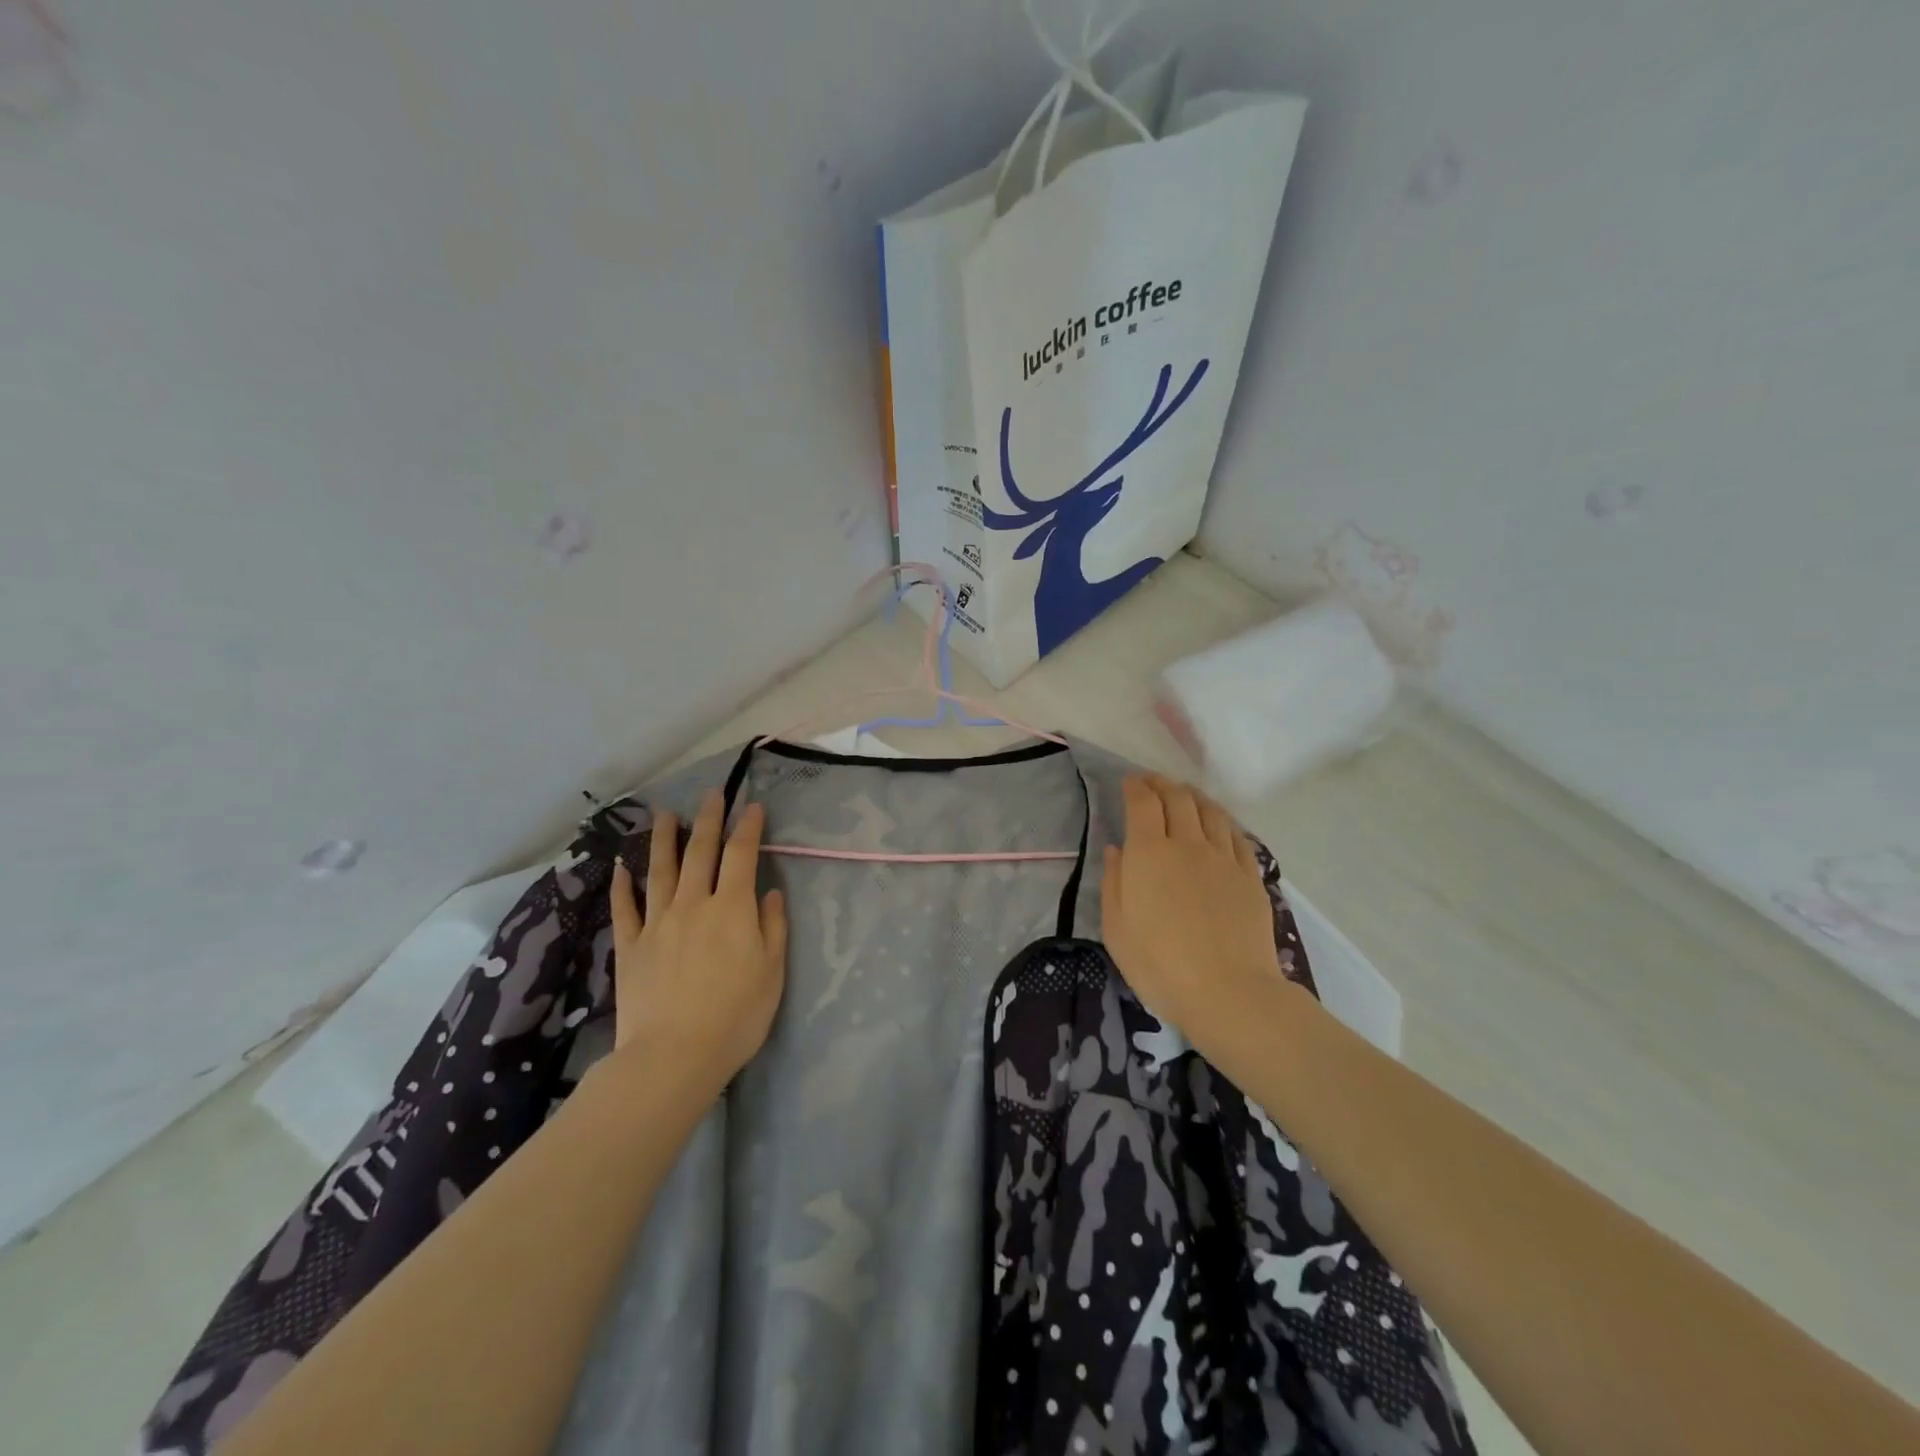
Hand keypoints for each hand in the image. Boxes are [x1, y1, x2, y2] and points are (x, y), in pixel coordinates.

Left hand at [608, 789, 788, 1089]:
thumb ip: (772, 927)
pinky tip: (621, 867)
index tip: (753, 807)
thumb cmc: (736, 1016)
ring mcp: (657, 924)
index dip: (748, 828)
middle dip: (708, 820)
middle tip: (710, 794)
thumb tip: (769, 893)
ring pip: (659, 870)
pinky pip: (625, 908)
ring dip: (663, 839)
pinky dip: (623, 885)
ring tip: (664, 814)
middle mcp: (693, 904)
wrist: (674, 1056)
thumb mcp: (772, 972)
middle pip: (700, 853)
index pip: (742, 856)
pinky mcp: (631, 947)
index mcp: (731, 909)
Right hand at [1101, 774, 1286, 1045]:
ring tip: (1186, 795)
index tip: (1129, 782)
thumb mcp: (1116, 928)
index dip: (1136, 786)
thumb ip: (1113, 882)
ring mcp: (1224, 859)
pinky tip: (1219, 825)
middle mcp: (1187, 844)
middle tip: (1153, 783)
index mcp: (1149, 853)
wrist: (1228, 992)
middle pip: (1178, 798)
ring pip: (1211, 811)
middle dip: (1162, 784)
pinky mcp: (1250, 876)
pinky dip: (1223, 821)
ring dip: (1194, 796)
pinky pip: (1237, 835)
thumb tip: (1117, 850)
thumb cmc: (1159, 964)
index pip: (1143, 803)